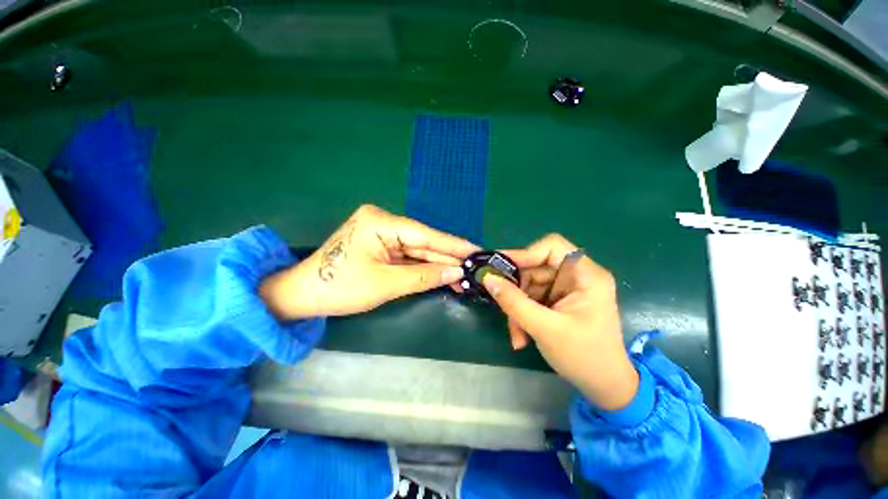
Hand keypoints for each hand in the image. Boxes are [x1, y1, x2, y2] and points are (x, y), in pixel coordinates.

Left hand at [261, 205, 478, 318]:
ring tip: (462, 275)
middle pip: (423, 242)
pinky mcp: (381, 246)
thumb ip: (424, 276)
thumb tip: (456, 273)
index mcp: (380, 222)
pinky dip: (423, 267)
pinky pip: (408, 256)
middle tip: (473, 268)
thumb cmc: (340, 288)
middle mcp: (383, 222)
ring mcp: (382, 234)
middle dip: (447, 258)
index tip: (477, 250)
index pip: (425, 234)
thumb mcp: (385, 284)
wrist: (302, 296)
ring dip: (437, 264)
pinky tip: (442, 274)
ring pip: (417, 250)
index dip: (453, 245)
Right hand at [482, 234, 637, 410]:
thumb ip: (514, 302)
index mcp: (586, 275)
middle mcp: (576, 276)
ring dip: (517, 308)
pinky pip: (531, 297)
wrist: (604, 386)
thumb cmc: (584, 357)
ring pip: (528, 284)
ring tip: (516, 333)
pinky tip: (522, 336)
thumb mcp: (545, 329)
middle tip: (502, 307)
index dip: (525, 253)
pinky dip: (522, 314)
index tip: (501, 268)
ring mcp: (565, 288)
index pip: (552, 246)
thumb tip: (488, 278)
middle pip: (535, 267)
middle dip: (516, 290)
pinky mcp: (557, 300)